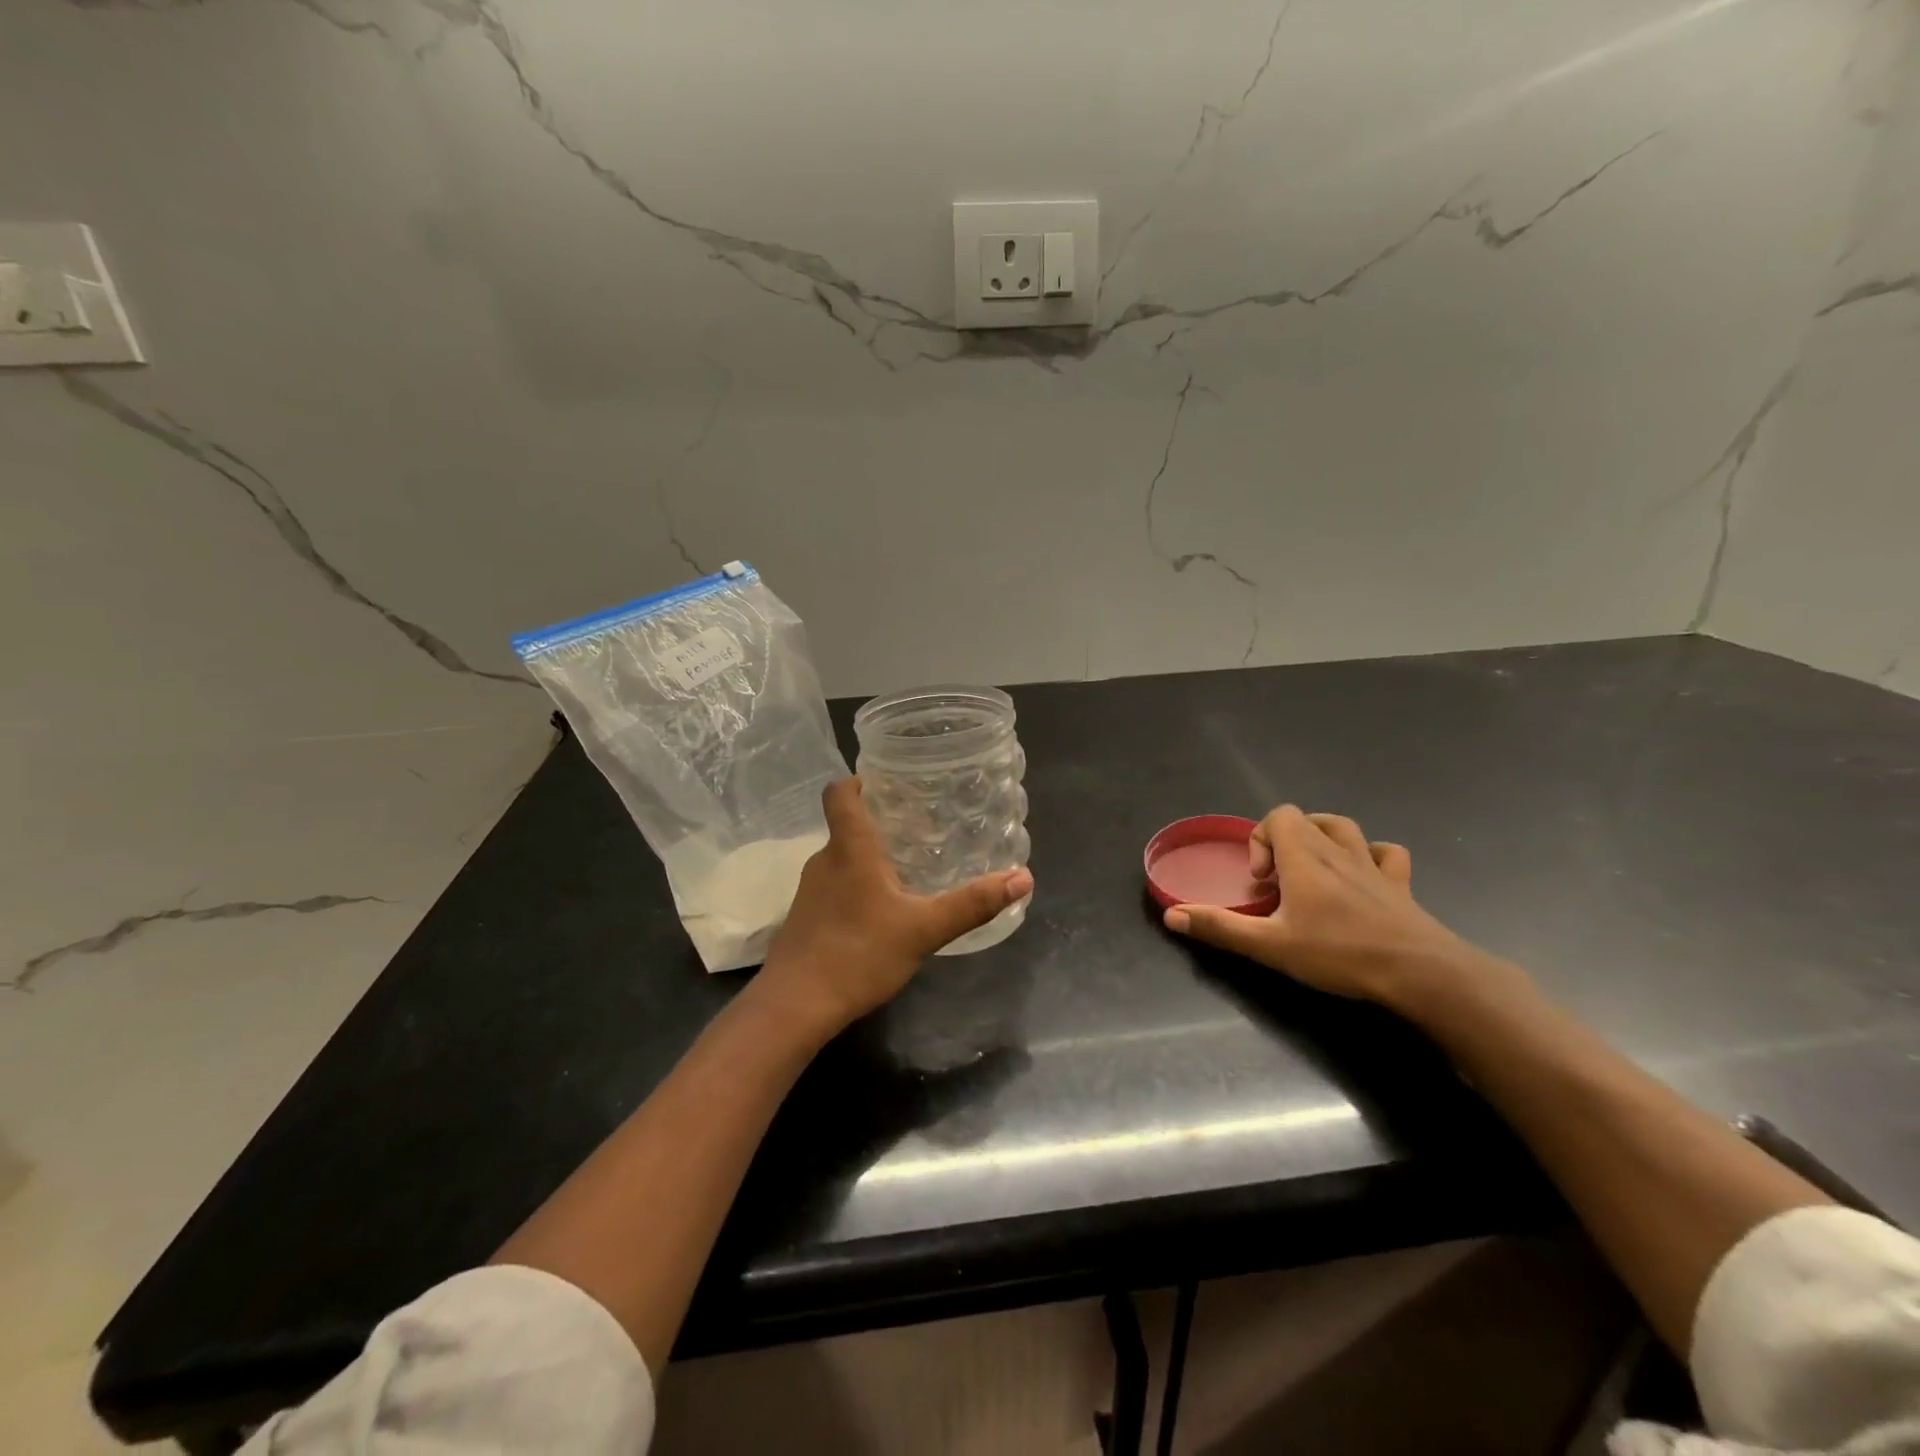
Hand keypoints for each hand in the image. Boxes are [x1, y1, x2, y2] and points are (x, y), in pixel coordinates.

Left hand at [754, 778, 1034, 1035]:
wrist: (795, 1006)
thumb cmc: (858, 954)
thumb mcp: (924, 929)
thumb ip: (972, 904)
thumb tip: (1023, 877)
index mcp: (850, 849)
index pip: (840, 793)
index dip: (858, 781)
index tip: (887, 782)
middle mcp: (825, 860)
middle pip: (847, 825)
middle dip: (879, 822)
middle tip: (920, 827)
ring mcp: (810, 891)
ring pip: (842, 859)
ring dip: (869, 857)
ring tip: (908, 868)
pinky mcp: (805, 918)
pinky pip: (834, 887)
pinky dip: (857, 886)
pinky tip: (882, 911)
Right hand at [1163, 805, 1481, 1006]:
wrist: (1420, 972)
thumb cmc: (1339, 953)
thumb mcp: (1270, 945)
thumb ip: (1220, 927)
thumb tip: (1171, 916)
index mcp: (1304, 857)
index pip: (1279, 816)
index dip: (1261, 840)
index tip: (1260, 881)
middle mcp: (1337, 850)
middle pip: (1305, 819)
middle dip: (1283, 843)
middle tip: (1279, 884)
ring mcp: (1373, 865)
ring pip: (1344, 827)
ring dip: (1323, 837)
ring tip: (1312, 868)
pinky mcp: (1401, 885)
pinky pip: (1386, 853)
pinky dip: (1371, 855)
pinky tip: (1362, 876)